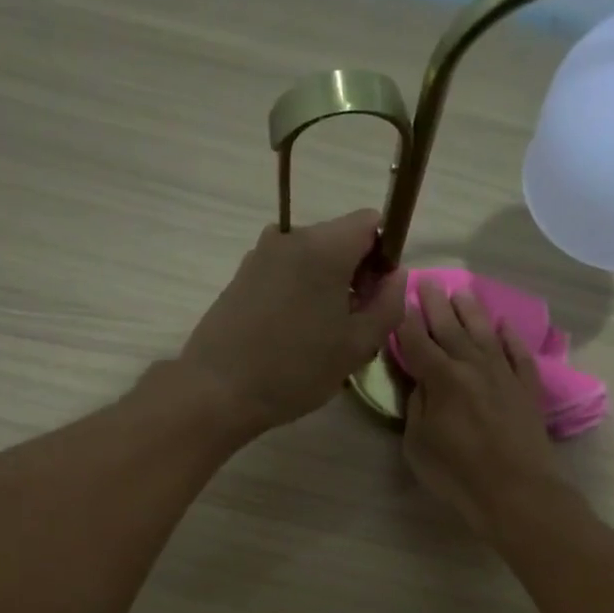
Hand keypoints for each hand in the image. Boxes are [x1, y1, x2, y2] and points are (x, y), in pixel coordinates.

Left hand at [179, 210, 406, 432]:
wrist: (217, 389)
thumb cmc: (295, 369)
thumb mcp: (357, 345)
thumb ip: (388, 305)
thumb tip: (396, 277)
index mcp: (324, 246)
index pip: (371, 222)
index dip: (385, 255)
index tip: (377, 296)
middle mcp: (290, 237)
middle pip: (341, 240)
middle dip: (356, 275)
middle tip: (354, 327)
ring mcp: (261, 254)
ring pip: (313, 259)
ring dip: (327, 288)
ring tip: (321, 337)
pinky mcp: (242, 275)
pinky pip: (287, 273)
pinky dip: (300, 294)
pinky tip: (293, 336)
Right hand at [396, 277, 562, 534]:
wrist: (516, 491)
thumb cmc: (457, 472)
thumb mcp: (418, 444)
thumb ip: (416, 406)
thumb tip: (420, 382)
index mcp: (441, 378)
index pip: (417, 341)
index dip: (405, 319)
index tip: (398, 298)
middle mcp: (472, 366)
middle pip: (450, 328)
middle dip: (436, 304)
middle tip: (427, 281)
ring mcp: (504, 374)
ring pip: (485, 333)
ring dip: (471, 311)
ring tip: (461, 292)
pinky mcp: (527, 388)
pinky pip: (519, 354)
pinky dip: (512, 338)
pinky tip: (505, 326)